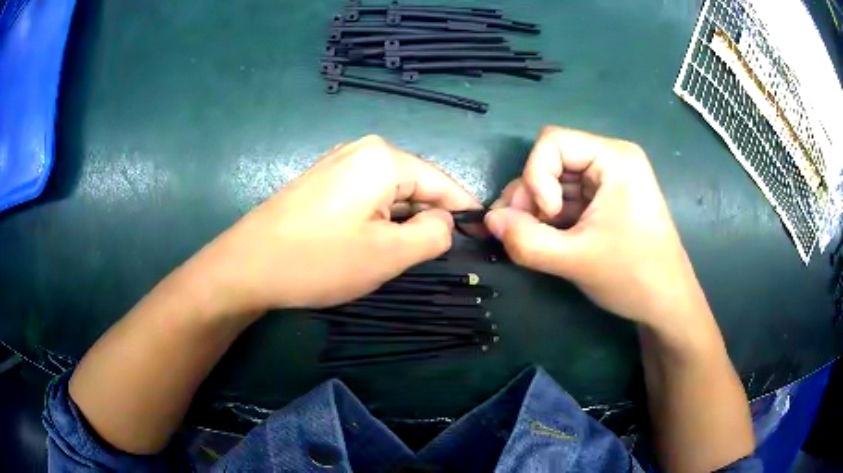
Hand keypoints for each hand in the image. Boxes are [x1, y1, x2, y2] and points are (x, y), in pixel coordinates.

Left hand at [197, 135, 478, 313]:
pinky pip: (367, 197)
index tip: (482, 235)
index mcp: (384, 159)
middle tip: (435, 258)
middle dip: (428, 219)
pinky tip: (369, 244)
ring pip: (391, 194)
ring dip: (401, 223)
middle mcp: (362, 151)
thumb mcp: (389, 254)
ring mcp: (339, 164)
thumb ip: (433, 235)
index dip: (465, 211)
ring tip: (399, 256)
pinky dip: (378, 220)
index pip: (443, 182)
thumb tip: (444, 222)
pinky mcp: (323, 181)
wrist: (247, 265)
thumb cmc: (319, 260)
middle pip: (416, 185)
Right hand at [485, 126, 706, 329]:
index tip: (547, 217)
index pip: (553, 142)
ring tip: (532, 240)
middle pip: (552, 160)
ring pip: (556, 181)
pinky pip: (569, 198)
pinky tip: (548, 240)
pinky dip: (552, 218)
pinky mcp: (607, 201)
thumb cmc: (633, 276)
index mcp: (615, 158)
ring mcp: (610, 181)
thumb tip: (488, 220)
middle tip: (523, 232)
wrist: (667, 304)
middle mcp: (612, 160)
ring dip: (537, 209)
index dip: (536, 177)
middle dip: (532, 195)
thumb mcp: (575, 260)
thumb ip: (526, 240)